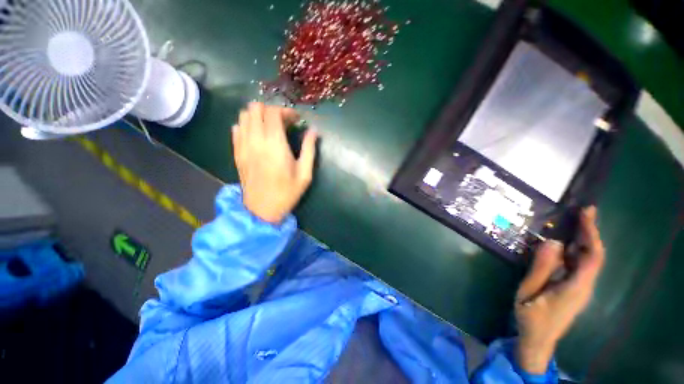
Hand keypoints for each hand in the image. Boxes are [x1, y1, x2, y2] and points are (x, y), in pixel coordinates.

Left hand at [232, 102, 317, 223]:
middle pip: (256, 109)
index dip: (286, 111)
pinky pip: (236, 129)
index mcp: (275, 145)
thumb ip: (309, 149)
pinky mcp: (237, 153)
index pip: (273, 113)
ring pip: (244, 116)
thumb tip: (314, 131)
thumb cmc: (287, 193)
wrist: (262, 210)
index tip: (296, 119)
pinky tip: (257, 135)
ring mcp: (243, 146)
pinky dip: (247, 125)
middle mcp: (256, 140)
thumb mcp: (305, 174)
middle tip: (283, 122)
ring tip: (271, 127)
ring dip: (258, 116)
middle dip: (271, 110)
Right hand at [515, 207, 604, 373]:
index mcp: (576, 287)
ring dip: (585, 239)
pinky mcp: (575, 289)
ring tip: (575, 221)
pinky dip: (576, 250)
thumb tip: (552, 242)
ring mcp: (581, 288)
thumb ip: (541, 268)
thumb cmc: (531, 317)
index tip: (585, 214)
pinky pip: (580, 266)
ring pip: (589, 260)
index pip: (592, 256)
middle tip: (583, 211)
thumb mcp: (528, 291)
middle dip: (591, 232)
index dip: (591, 233)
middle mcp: (585, 285)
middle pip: (595, 255)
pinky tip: (567, 243)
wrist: (538, 340)